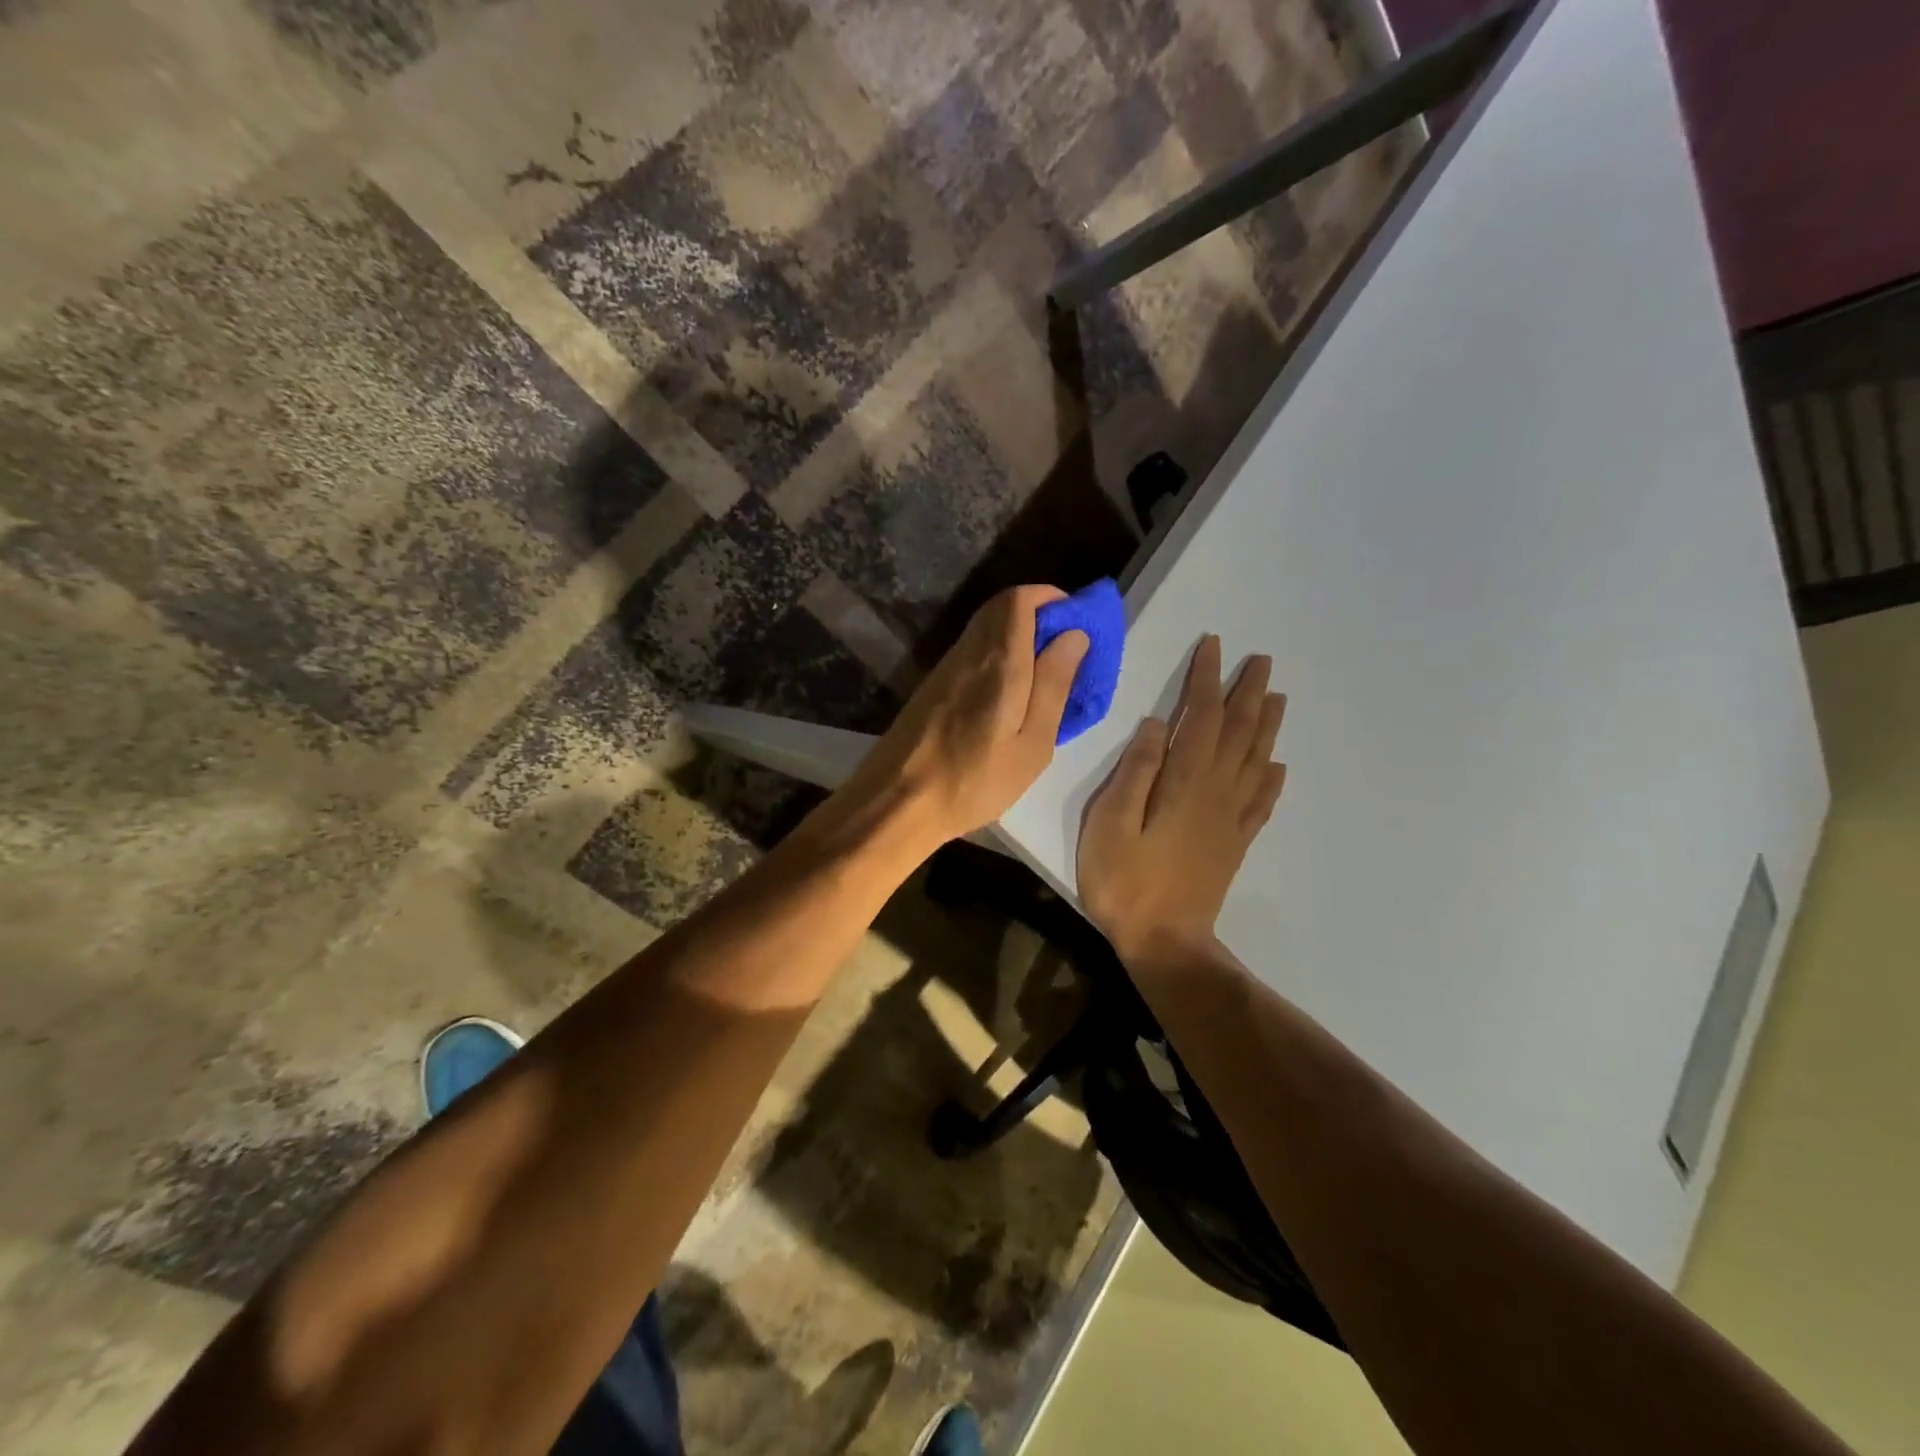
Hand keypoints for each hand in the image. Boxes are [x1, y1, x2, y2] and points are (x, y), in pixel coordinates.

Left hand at [830, 586, 1088, 850]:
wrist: (897, 802)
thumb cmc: (974, 781)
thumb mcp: (1032, 744)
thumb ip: (1053, 684)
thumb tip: (1074, 635)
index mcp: (998, 662)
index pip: (1019, 599)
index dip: (1051, 597)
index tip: (1079, 620)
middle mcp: (968, 653)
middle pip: (1001, 607)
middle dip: (1038, 613)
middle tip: (1067, 646)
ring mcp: (945, 668)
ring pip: (985, 628)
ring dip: (1018, 633)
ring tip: (1046, 671)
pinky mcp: (933, 686)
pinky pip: (973, 651)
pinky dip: (999, 653)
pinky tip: (1012, 689)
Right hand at [1078, 634, 1286, 962]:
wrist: (1165, 943)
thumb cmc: (1126, 882)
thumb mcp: (1112, 823)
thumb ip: (1136, 771)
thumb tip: (1158, 724)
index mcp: (1186, 782)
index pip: (1202, 717)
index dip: (1207, 679)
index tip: (1213, 645)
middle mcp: (1217, 792)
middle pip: (1239, 732)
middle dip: (1249, 693)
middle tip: (1262, 661)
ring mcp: (1230, 819)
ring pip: (1256, 760)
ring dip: (1267, 725)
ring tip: (1277, 697)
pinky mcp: (1234, 843)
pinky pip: (1260, 802)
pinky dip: (1271, 778)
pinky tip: (1277, 766)